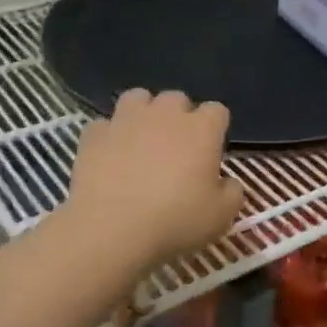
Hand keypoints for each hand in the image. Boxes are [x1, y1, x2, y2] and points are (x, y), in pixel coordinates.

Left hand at [62, 89, 244, 268]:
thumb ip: (232, 193)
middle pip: (177, 98)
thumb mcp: (221, 216)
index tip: (211, 151)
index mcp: (201, 129)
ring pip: (138, 98)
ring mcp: (126, 120)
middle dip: (179, 116)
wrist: (111, 228)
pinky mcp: (94, 134)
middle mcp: (165, 114)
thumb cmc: (175, 220)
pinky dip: (109, 136)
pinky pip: (105, 125)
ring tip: (141, 139)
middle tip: (176, 148)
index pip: (217, 111)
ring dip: (143, 113)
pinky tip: (110, 156)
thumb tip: (228, 182)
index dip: (215, 128)